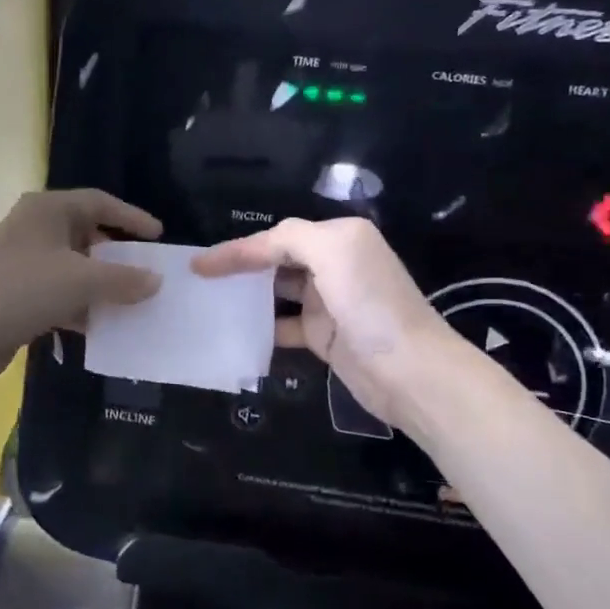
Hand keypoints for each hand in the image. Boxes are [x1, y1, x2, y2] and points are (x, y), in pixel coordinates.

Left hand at [0, 190, 164, 387]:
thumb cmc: (23, 290)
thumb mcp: (81, 281)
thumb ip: (124, 279)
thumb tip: (156, 280)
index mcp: (48, 209)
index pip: (99, 202)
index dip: (131, 217)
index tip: (158, 236)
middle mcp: (35, 229)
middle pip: (87, 234)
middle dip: (117, 256)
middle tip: (147, 272)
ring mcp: (25, 262)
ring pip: (75, 268)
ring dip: (102, 285)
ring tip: (134, 302)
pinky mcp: (19, 294)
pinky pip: (60, 294)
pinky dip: (82, 306)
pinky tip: (103, 327)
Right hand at [192, 217, 449, 430]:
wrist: (410, 371)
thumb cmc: (370, 304)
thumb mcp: (334, 251)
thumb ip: (291, 238)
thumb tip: (256, 249)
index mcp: (339, 238)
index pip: (278, 237)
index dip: (238, 248)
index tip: (199, 264)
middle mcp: (335, 265)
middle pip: (276, 260)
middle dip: (241, 268)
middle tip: (202, 282)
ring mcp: (329, 303)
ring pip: (276, 293)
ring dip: (247, 297)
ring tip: (211, 304)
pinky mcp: (325, 336)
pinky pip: (284, 326)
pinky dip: (262, 329)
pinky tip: (237, 335)